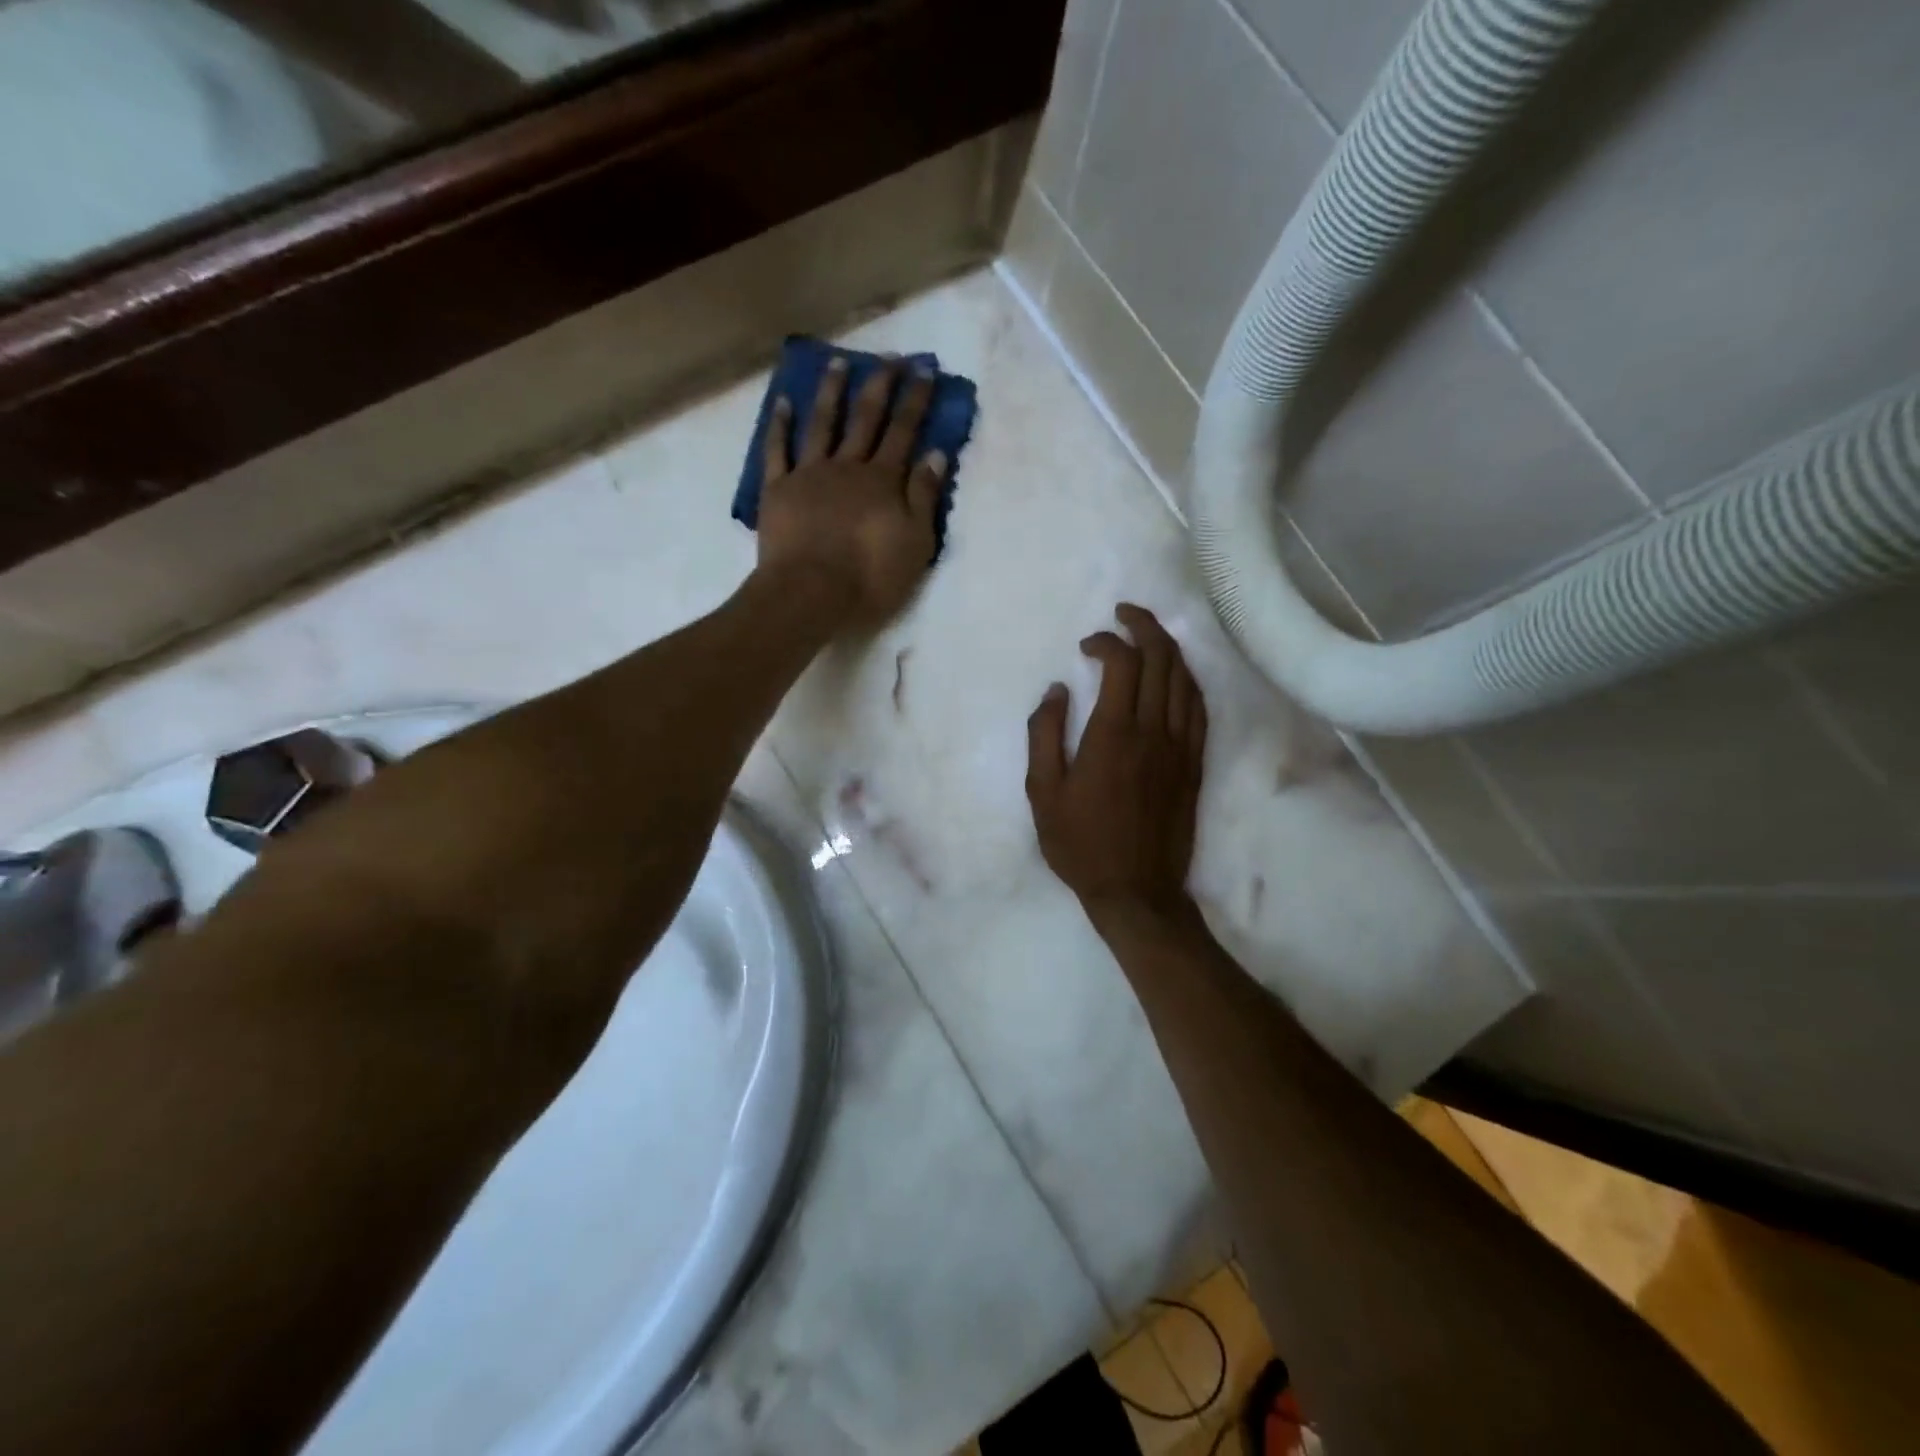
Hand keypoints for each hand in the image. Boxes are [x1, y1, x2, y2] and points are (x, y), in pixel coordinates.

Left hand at [756, 354, 947, 627]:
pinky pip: (777, 449)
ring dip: (832, 391)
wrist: (811, 593)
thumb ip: (925, 497)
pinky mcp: (778, 489)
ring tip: (839, 362)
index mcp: (883, 480)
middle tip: (889, 356)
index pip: (904, 430)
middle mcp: (848, 466)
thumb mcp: (915, 543)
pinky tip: (784, 402)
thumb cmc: (870, 576)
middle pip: (866, 418)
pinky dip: (780, 424)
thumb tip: (935, 454)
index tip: (925, 369)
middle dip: (880, 384)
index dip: (916, 399)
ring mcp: (810, 474)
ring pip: (823, 423)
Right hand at [1025, 604, 1209, 927]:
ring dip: (1168, 648)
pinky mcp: (1194, 763)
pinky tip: (1176, 676)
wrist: (1136, 890)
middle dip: (1144, 626)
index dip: (1106, 642)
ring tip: (1149, 635)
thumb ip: (1044, 733)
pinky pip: (1199, 708)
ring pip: (1185, 679)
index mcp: (1113, 734)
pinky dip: (1187, 681)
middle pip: (1162, 659)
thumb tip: (1056, 690)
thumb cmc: (1081, 843)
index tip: (1086, 646)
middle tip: (1124, 614)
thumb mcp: (1042, 792)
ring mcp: (1180, 746)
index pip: (1122, 663)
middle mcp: (1153, 730)